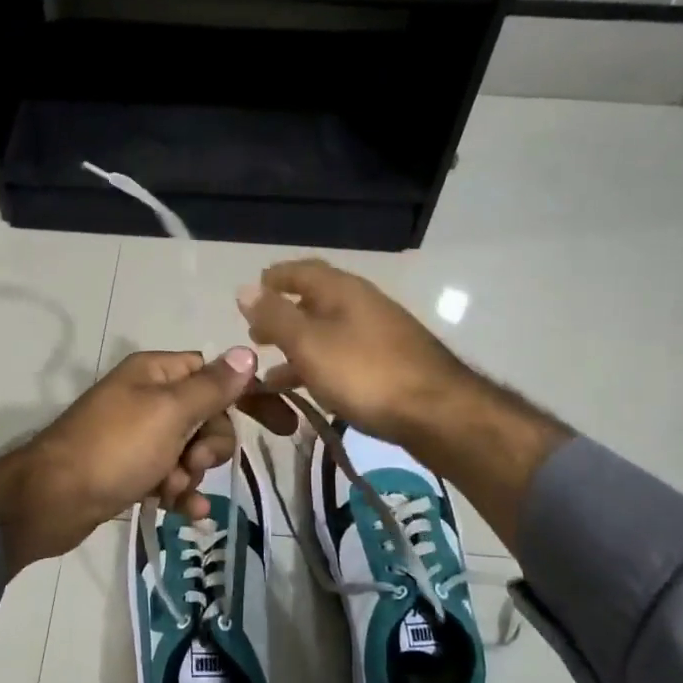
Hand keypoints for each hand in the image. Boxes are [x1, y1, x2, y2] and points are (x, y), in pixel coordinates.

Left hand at [0, 349, 292, 573]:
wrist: (50, 500)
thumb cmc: (115, 448)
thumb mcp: (170, 413)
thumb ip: (212, 386)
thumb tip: (246, 350)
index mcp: (157, 373)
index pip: (216, 374)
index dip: (250, 396)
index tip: (284, 424)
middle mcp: (148, 398)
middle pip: (207, 416)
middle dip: (210, 444)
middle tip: (193, 461)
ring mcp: (138, 436)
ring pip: (191, 450)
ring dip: (193, 473)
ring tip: (174, 489)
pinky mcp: (130, 470)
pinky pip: (170, 476)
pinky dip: (180, 492)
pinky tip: (185, 512)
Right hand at [235, 259, 477, 450]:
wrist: (437, 413)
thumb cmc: (364, 373)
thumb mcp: (309, 343)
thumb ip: (275, 316)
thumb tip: (245, 288)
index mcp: (342, 290)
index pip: (302, 270)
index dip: (274, 278)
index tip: (250, 293)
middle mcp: (362, 304)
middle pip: (314, 302)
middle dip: (282, 317)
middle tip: (255, 336)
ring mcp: (378, 335)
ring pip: (327, 334)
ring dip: (296, 348)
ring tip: (268, 374)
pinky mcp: (389, 365)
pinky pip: (342, 358)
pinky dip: (318, 368)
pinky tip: (306, 391)